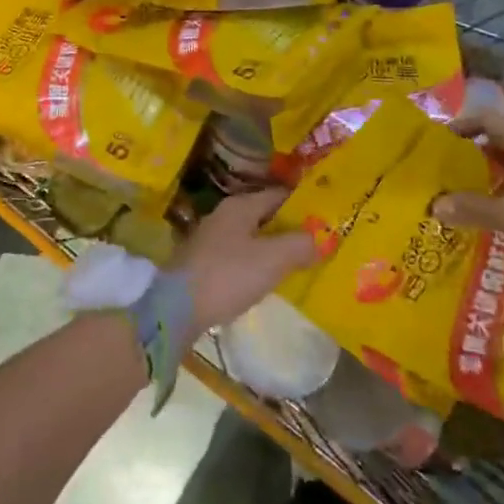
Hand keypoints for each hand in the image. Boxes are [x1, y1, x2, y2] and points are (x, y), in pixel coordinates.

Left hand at [173, 188, 318, 333]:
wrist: (178, 308)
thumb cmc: (228, 275)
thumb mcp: (272, 259)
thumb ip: (299, 245)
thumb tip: (320, 238)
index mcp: (239, 207)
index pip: (277, 195)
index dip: (302, 204)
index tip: (326, 215)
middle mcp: (223, 216)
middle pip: (264, 216)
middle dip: (289, 228)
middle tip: (318, 241)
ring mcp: (210, 240)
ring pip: (251, 238)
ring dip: (273, 247)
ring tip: (299, 262)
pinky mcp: (203, 264)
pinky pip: (239, 257)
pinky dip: (256, 263)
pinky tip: (267, 279)